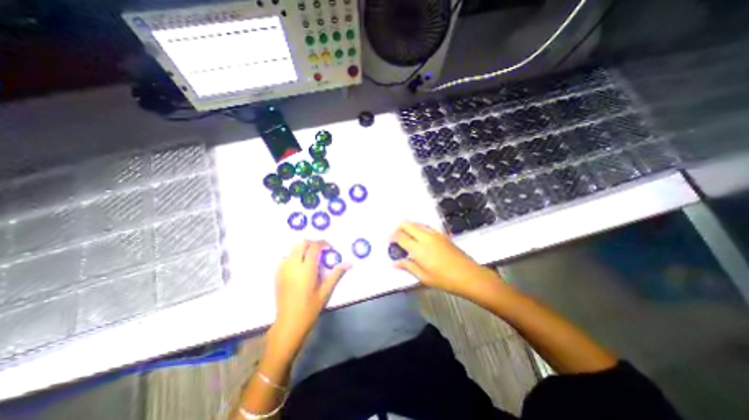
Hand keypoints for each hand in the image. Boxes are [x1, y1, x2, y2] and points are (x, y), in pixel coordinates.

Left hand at [271, 241, 349, 355]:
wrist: (289, 323)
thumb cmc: (310, 308)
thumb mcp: (326, 291)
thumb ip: (336, 274)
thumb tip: (349, 263)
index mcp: (306, 269)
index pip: (313, 247)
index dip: (322, 243)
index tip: (329, 247)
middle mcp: (293, 265)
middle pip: (301, 243)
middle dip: (311, 243)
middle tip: (320, 250)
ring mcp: (283, 269)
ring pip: (292, 249)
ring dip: (303, 249)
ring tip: (311, 258)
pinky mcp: (277, 274)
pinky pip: (285, 258)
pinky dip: (294, 256)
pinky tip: (300, 267)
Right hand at [393, 223, 502, 300]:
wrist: (469, 275)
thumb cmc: (444, 279)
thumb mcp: (423, 277)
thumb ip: (408, 266)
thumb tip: (395, 263)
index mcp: (418, 248)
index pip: (400, 236)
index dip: (392, 237)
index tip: (389, 241)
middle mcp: (425, 237)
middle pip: (407, 224)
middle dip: (399, 228)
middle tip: (396, 236)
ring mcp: (435, 234)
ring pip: (417, 223)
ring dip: (409, 227)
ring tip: (407, 236)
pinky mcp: (442, 234)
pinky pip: (426, 226)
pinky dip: (418, 228)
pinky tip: (419, 238)